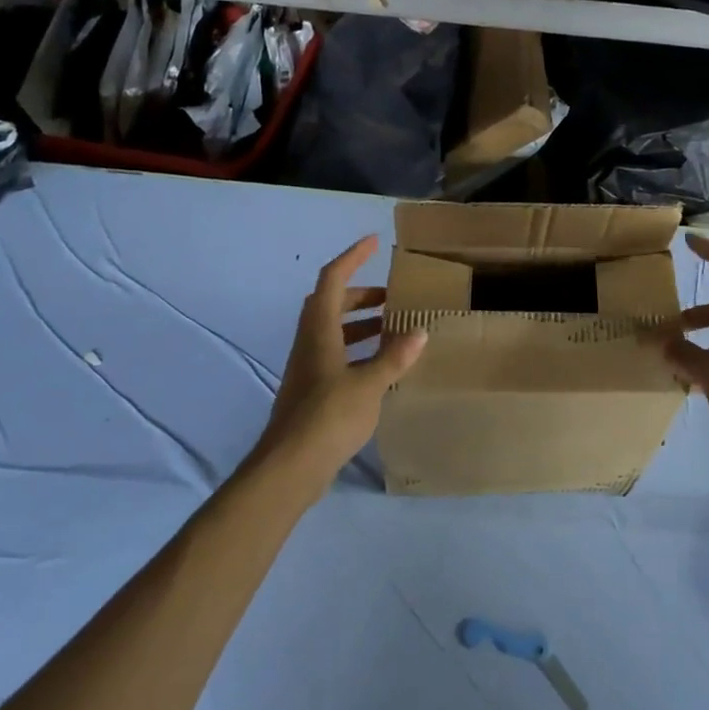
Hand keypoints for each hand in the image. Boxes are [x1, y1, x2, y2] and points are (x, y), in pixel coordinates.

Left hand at [260, 236, 425, 485]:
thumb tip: (419, 332)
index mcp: (320, 330)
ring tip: (392, 328)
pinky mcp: (311, 390)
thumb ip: (393, 357)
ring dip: (359, 322)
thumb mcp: (369, 384)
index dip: (352, 257)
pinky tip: (380, 366)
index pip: (333, 279)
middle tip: (391, 296)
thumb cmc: (328, 416)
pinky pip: (335, 354)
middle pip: (331, 303)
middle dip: (361, 293)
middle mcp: (310, 342)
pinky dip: (357, 349)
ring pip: (332, 330)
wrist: (289, 466)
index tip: (374, 243)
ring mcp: (307, 367)